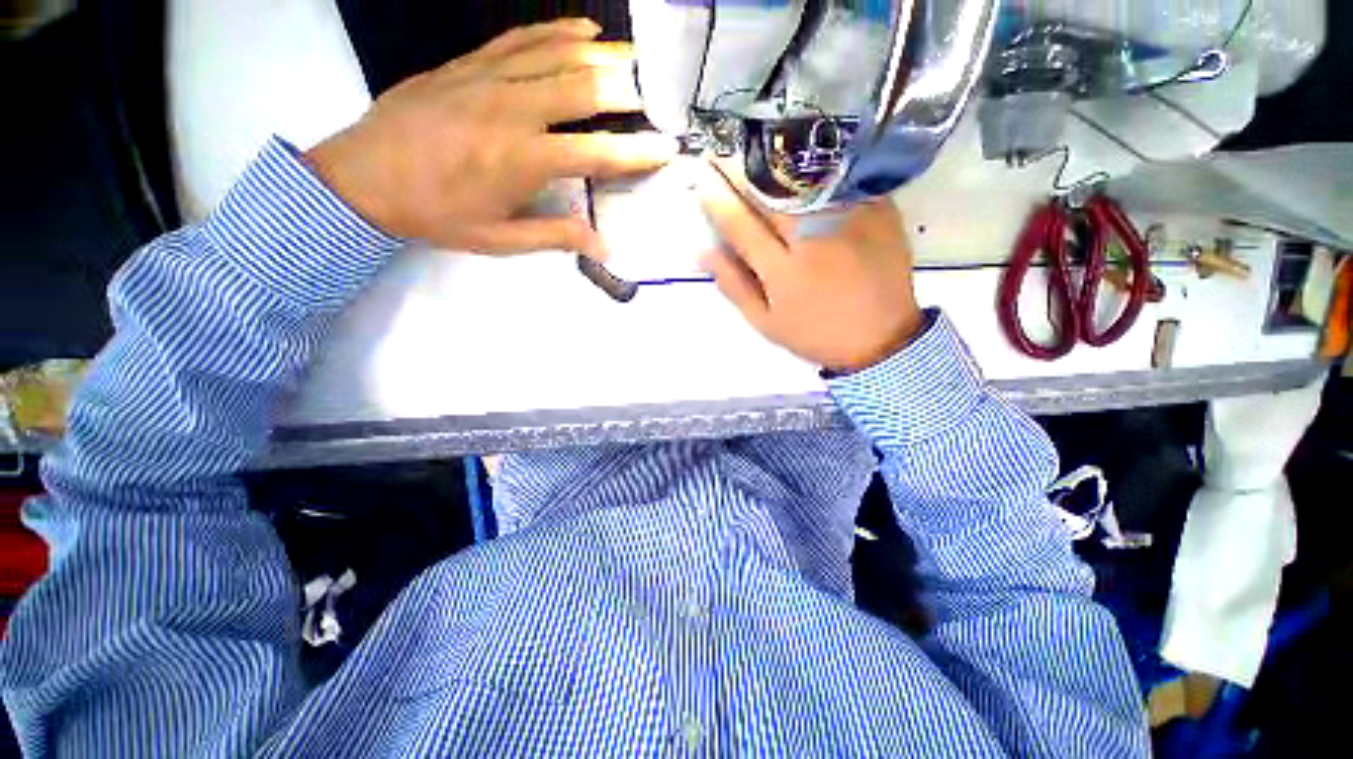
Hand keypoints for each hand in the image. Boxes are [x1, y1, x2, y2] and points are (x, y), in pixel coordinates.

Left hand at [304, 18, 675, 258]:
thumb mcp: (499, 239)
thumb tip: (604, 245)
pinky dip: (557, 30)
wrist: (362, 178)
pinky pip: (520, 38)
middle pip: (583, 89)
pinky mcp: (468, 63)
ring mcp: (488, 79)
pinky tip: (585, 29)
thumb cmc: (436, 215)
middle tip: (661, 93)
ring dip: (603, 54)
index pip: (596, 152)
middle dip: (628, 91)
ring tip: (638, 58)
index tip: (667, 148)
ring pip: (557, 55)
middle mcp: (512, 111)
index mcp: (522, 160)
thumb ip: (555, 237)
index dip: (636, 152)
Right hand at [698, 166, 923, 373]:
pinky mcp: (878, 211)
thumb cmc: (815, 334)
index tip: (701, 179)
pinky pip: (842, 178)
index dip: (717, 199)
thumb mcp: (766, 323)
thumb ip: (734, 286)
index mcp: (782, 272)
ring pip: (804, 178)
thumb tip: (703, 251)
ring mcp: (849, 221)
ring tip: (754, 144)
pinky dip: (818, 164)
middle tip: (721, 149)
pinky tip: (802, 154)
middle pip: (770, 193)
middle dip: (740, 168)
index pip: (740, 225)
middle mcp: (813, 239)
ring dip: (775, 159)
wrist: (881, 338)